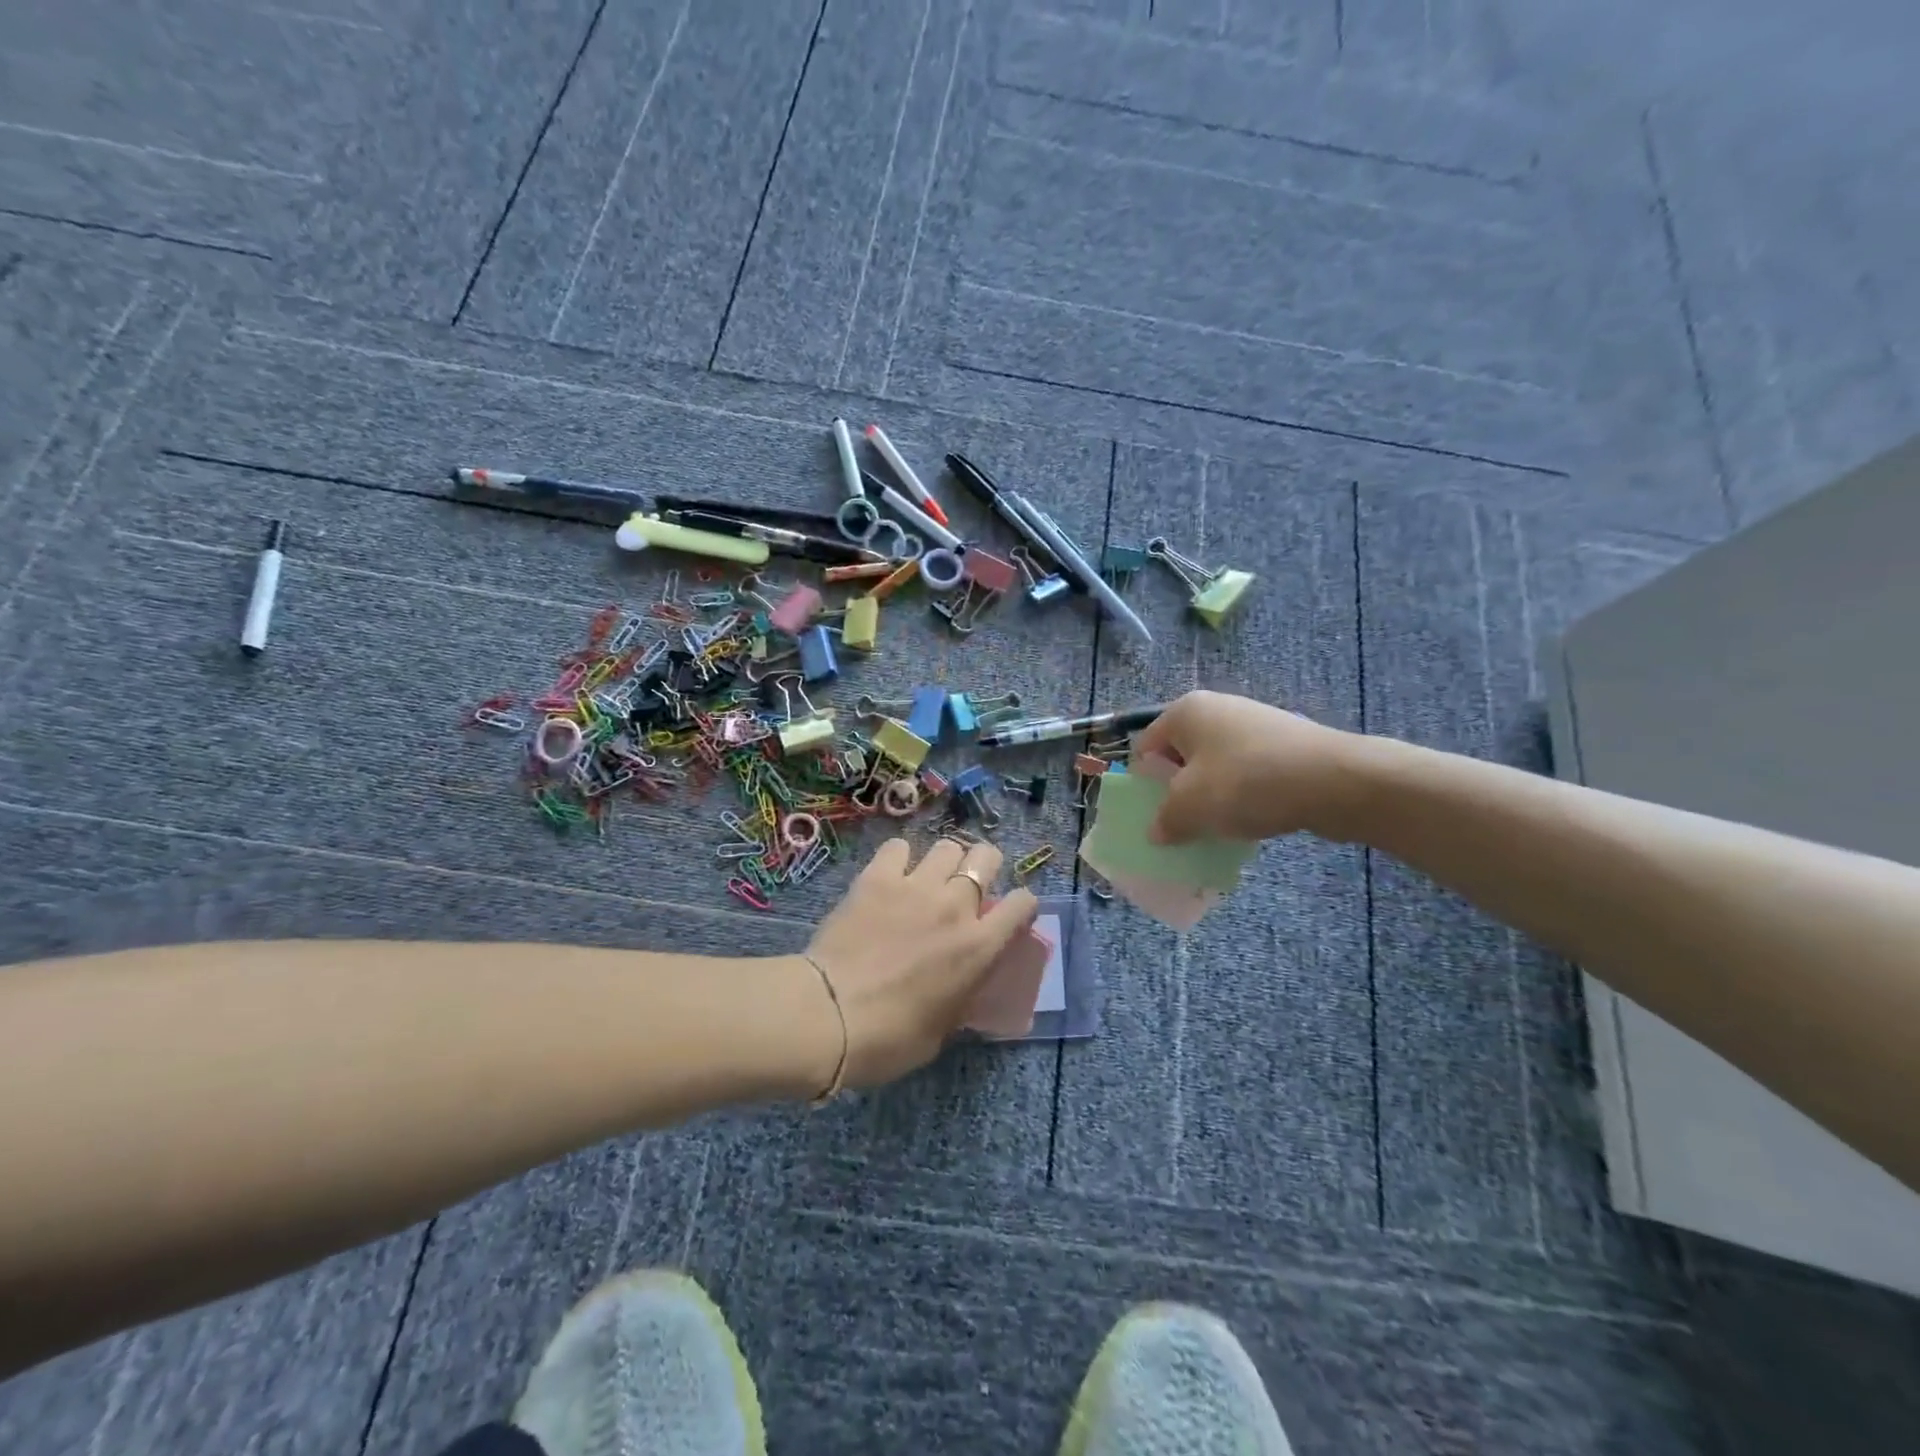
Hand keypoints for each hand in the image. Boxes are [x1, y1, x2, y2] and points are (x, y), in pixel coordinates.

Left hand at [804, 837, 1039, 1087]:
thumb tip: (958, 988)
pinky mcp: (877, 878)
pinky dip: (898, 858)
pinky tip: (890, 875)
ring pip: (946, 847)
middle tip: (967, 886)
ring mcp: (916, 886)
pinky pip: (898, 848)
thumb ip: (959, 997)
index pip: (1023, 904)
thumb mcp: (941, 1029)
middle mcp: (956, 906)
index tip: (1010, 915)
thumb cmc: (889, 1038)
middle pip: (986, 857)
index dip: (1021, 905)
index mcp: (979, 947)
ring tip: (928, 878)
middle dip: (984, 866)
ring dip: (943, 861)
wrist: (829, 1015)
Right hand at [1133, 690, 1369, 844]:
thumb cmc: (1247, 783)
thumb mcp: (1191, 807)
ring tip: (1216, 829)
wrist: (1335, 781)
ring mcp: (1253, 724)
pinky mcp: (1283, 744)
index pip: (1145, 748)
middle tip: (1181, 827)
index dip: (1143, 785)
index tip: (1153, 817)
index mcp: (1185, 712)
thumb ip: (1165, 820)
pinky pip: (1247, 772)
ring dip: (1210, 798)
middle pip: (1180, 757)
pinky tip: (1251, 821)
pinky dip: (1242, 796)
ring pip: (1215, 767)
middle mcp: (1216, 708)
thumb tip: (1156, 832)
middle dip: (1177, 793)